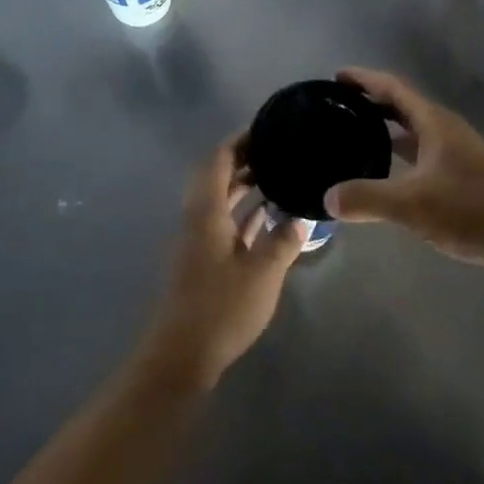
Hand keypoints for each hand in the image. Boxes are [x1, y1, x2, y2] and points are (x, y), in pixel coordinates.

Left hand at [144, 133, 309, 387]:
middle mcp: (199, 220)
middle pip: (218, 177)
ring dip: (246, 186)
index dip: (240, 141)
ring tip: (280, 175)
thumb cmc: (221, 308)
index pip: (218, 160)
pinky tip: (272, 217)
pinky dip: (246, 213)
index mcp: (206, 212)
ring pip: (222, 201)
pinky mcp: (206, 262)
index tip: (267, 128)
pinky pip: (227, 223)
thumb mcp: (262, 273)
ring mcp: (200, 242)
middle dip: (246, 160)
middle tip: (280, 150)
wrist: (183, 355)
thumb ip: (283, 240)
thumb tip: (300, 218)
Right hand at [323, 67, 483, 272]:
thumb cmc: (469, 210)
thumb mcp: (411, 204)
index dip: (365, 79)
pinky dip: (399, 155)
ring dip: (386, 130)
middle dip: (372, 102)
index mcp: (435, 124)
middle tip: (339, 106)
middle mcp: (446, 132)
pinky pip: (422, 155)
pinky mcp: (462, 178)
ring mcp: (457, 155)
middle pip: (404, 107)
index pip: (394, 88)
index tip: (337, 77)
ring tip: (354, 135)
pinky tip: (384, 174)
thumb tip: (327, 198)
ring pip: (414, 132)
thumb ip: (366, 198)